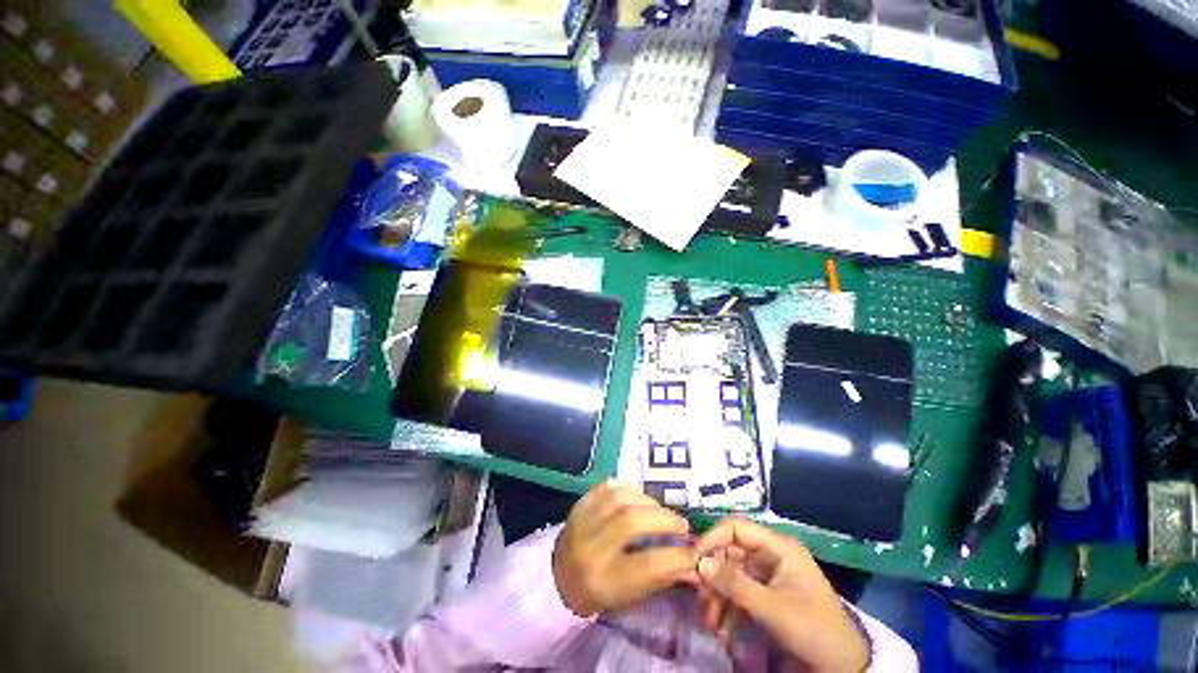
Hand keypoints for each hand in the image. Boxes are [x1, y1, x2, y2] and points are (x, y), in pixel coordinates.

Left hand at [552, 481, 696, 616]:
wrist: (557, 577)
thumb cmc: (598, 591)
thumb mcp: (628, 596)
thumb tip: (694, 563)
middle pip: (631, 522)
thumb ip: (660, 577)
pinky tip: (638, 498)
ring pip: (619, 499)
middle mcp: (590, 548)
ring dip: (647, 501)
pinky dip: (628, 488)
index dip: (677, 556)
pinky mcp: (579, 504)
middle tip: (681, 524)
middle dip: (663, 519)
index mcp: (604, 581)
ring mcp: (581, 521)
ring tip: (659, 511)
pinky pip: (607, 486)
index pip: (647, 565)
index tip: (694, 551)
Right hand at [696, 519, 869, 672]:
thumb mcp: (772, 608)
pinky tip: (722, 628)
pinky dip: (728, 607)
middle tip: (699, 600)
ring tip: (710, 622)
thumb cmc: (812, 629)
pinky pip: (739, 591)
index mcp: (777, 546)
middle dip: (713, 575)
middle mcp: (770, 554)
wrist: (843, 665)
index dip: (713, 539)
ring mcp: (768, 574)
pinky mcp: (766, 593)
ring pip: (731, 573)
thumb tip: (699, 562)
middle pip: (730, 552)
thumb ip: (735, 583)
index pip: (736, 528)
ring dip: (717, 595)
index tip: (694, 561)